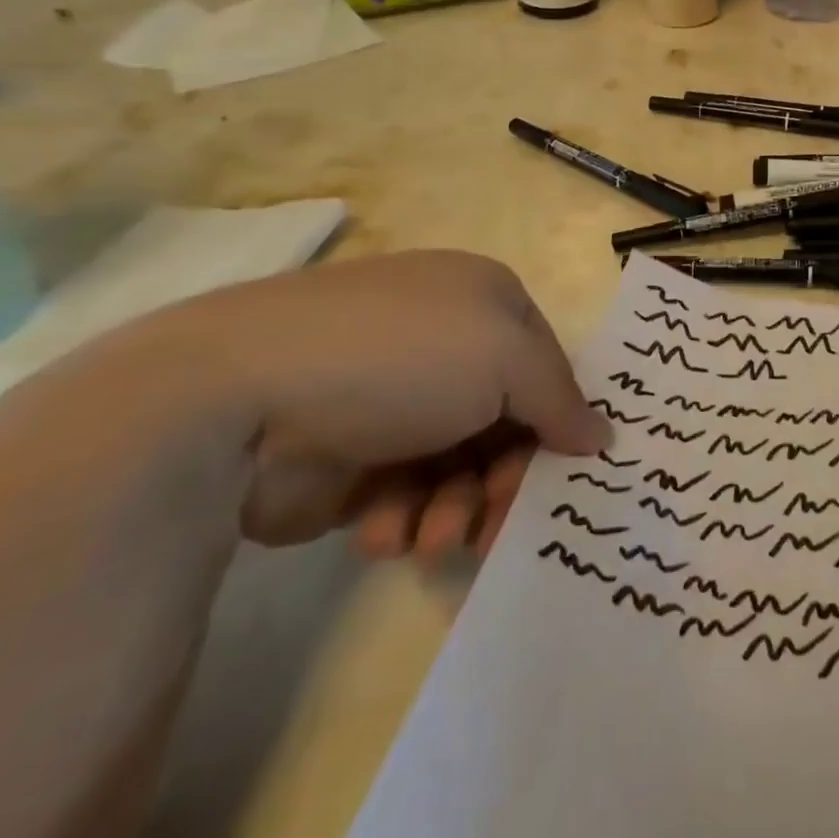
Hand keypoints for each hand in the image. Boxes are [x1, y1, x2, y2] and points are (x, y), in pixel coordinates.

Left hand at [150, 251, 609, 558]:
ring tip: (432, 538)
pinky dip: (405, 516)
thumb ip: (562, 400)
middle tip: (496, 525)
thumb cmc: (401, 356)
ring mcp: (392, 397)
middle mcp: (444, 342)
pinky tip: (385, 533)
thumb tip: (602, 437)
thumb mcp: (507, 358)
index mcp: (483, 299)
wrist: (237, 397)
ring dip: (456, 507)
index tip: (559, 477)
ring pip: (458, 464)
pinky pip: (405, 491)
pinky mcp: (346, 455)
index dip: (557, 421)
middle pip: (505, 420)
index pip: (546, 365)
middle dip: (505, 477)